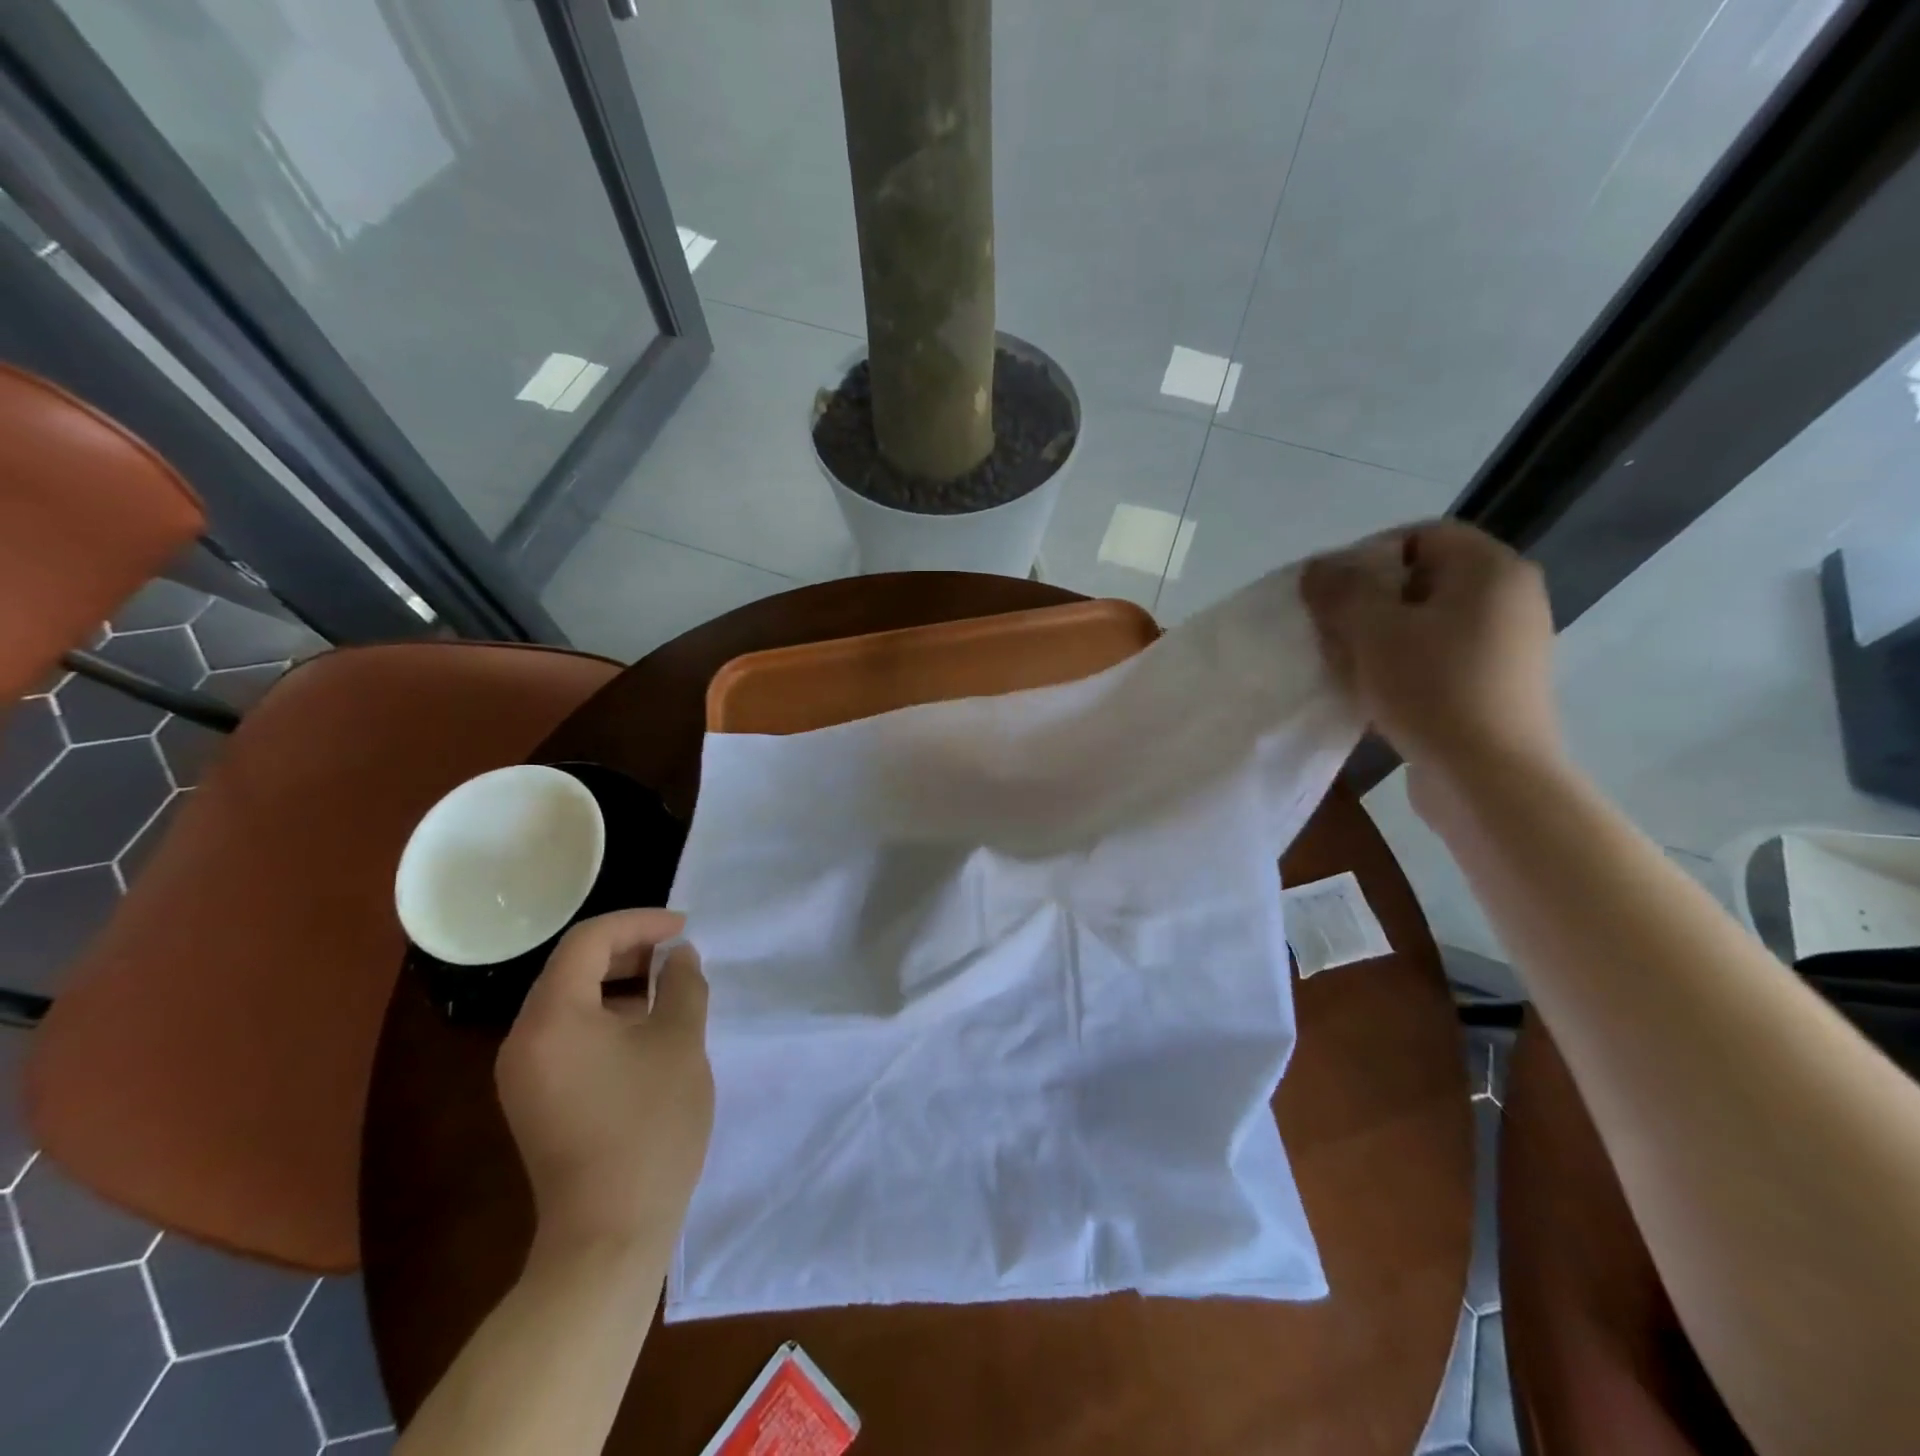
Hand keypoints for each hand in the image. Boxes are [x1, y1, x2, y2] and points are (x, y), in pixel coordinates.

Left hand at [496, 909, 712, 1262]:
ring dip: (621, 983)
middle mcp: (524, 1039)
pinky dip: (608, 1016)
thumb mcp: (680, 1042)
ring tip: (670, 989)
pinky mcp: (536, 1099)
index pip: (588, 941)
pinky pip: (569, 1034)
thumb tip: (679, 957)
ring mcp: (525, 1073)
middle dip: (630, 950)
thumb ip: (683, 985)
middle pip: (573, 968)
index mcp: (552, 1018)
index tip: (683, 929)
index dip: (639, 923)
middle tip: (679, 955)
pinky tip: (648, 1030)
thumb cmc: (649, 1126)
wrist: (610, 1234)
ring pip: (571, 1001)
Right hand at [1302, 521, 1560, 797]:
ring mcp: (1508, 645)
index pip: (1420, 536)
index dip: (1366, 555)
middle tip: (1329, 629)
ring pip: (1426, 623)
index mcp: (1490, 570)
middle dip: (1367, 601)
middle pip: (1422, 581)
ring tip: (1343, 664)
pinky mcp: (1497, 685)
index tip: (1328, 591)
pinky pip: (1439, 658)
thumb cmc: (1432, 689)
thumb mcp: (1373, 632)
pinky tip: (1370, 692)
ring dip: (1379, 638)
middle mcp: (1510, 598)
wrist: (1489, 777)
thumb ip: (1341, 591)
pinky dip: (1402, 665)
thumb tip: (1318, 568)